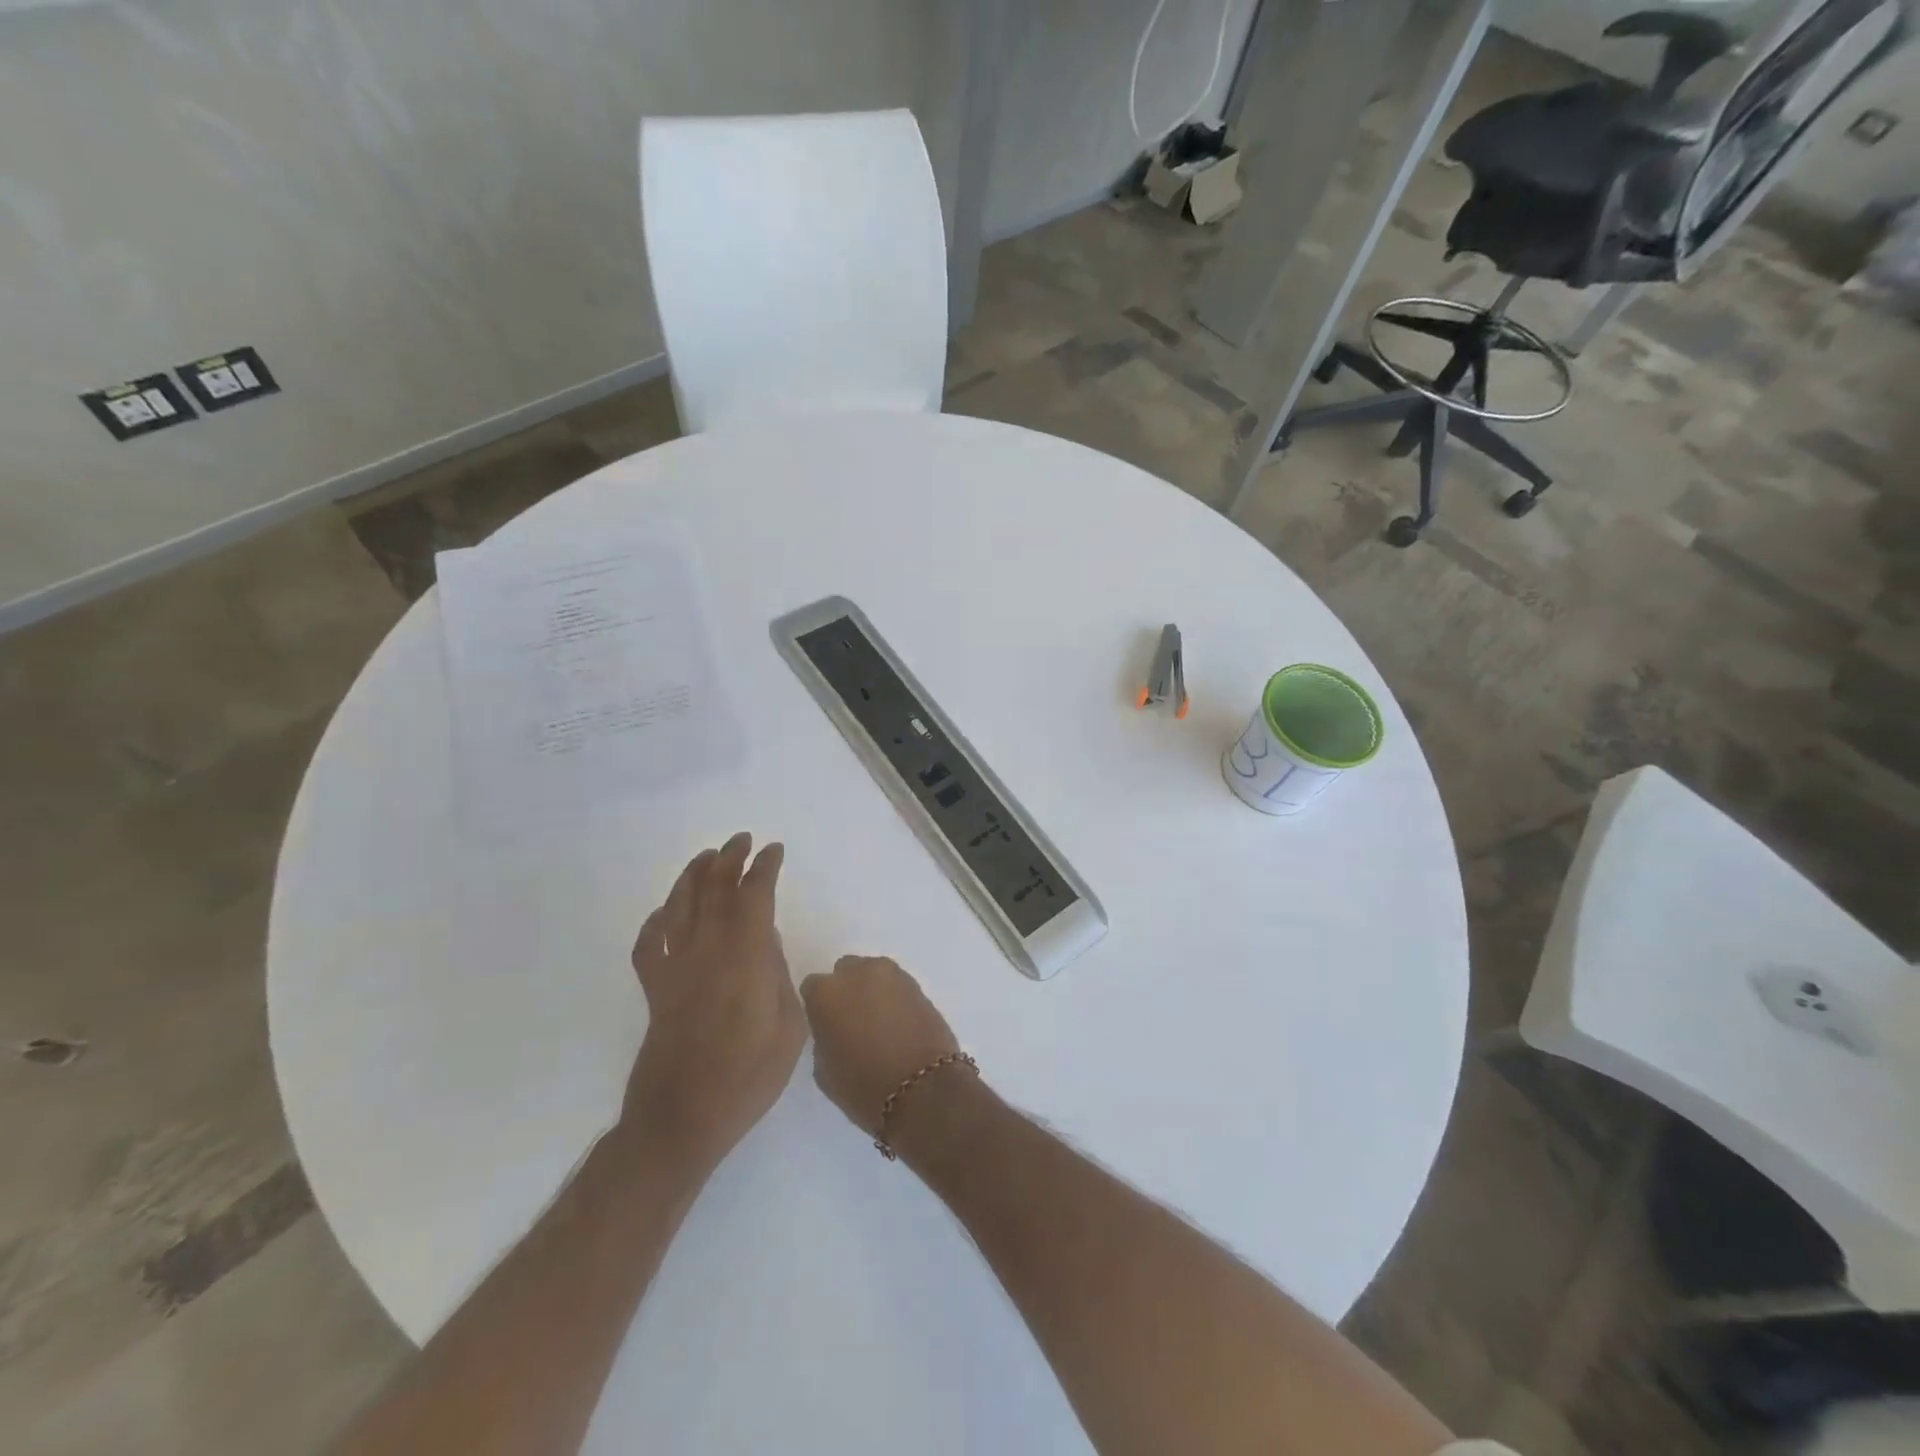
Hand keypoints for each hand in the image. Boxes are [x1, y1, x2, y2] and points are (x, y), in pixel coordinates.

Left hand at [623, 833, 805, 1168]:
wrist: (681, 1120)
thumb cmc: (746, 1079)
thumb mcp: (788, 1030)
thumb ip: (779, 979)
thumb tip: (767, 946)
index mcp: (745, 959)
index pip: (753, 897)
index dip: (764, 869)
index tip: (774, 851)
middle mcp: (706, 952)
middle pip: (714, 891)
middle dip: (729, 860)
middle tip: (742, 841)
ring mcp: (674, 969)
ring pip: (679, 906)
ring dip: (693, 876)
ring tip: (707, 857)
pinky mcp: (654, 990)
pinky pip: (649, 943)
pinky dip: (657, 920)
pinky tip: (666, 912)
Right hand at [800, 956, 960, 1136]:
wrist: (923, 1089)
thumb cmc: (863, 1087)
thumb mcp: (824, 1071)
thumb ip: (823, 1038)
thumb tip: (834, 1029)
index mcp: (826, 993)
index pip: (812, 988)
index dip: (819, 1007)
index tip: (826, 1026)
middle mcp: (856, 972)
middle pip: (845, 972)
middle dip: (846, 991)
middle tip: (853, 1022)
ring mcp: (890, 974)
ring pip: (872, 975)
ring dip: (871, 991)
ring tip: (879, 1023)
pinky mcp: (917, 982)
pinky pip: (896, 985)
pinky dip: (894, 998)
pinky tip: (899, 1023)